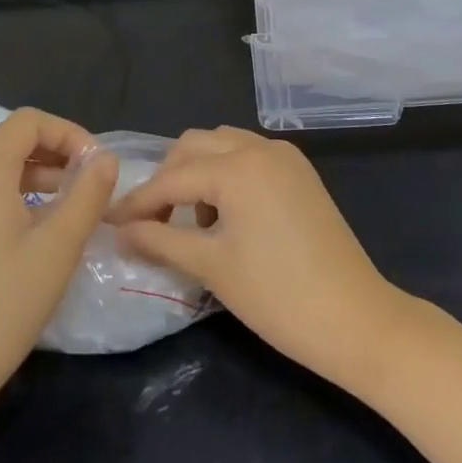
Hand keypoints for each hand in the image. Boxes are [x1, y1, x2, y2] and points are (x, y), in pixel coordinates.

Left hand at [0, 108, 116, 431]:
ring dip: (36, 176)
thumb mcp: (58, 248)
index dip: (69, 133)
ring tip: (68, 210)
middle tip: (89, 188)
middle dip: (55, 154)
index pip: (29, 122)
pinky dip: (12, 196)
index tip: (97, 167)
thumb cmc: (0, 307)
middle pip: (10, 141)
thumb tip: (105, 159)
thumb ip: (88, 194)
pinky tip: (32, 232)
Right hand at [108, 127, 410, 389]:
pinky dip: (227, 174)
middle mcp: (261, 148)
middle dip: (168, 178)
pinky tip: (224, 215)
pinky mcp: (301, 173)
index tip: (108, 222)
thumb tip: (120, 230)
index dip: (138, 202)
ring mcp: (286, 157)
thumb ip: (159, 240)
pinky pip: (250, 157)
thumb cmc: (276, 295)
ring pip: (224, 145)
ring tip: (190, 222)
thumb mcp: (210, 266)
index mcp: (237, 166)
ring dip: (198, 172)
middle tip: (151, 221)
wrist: (354, 317)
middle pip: (195, 146)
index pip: (172, 178)